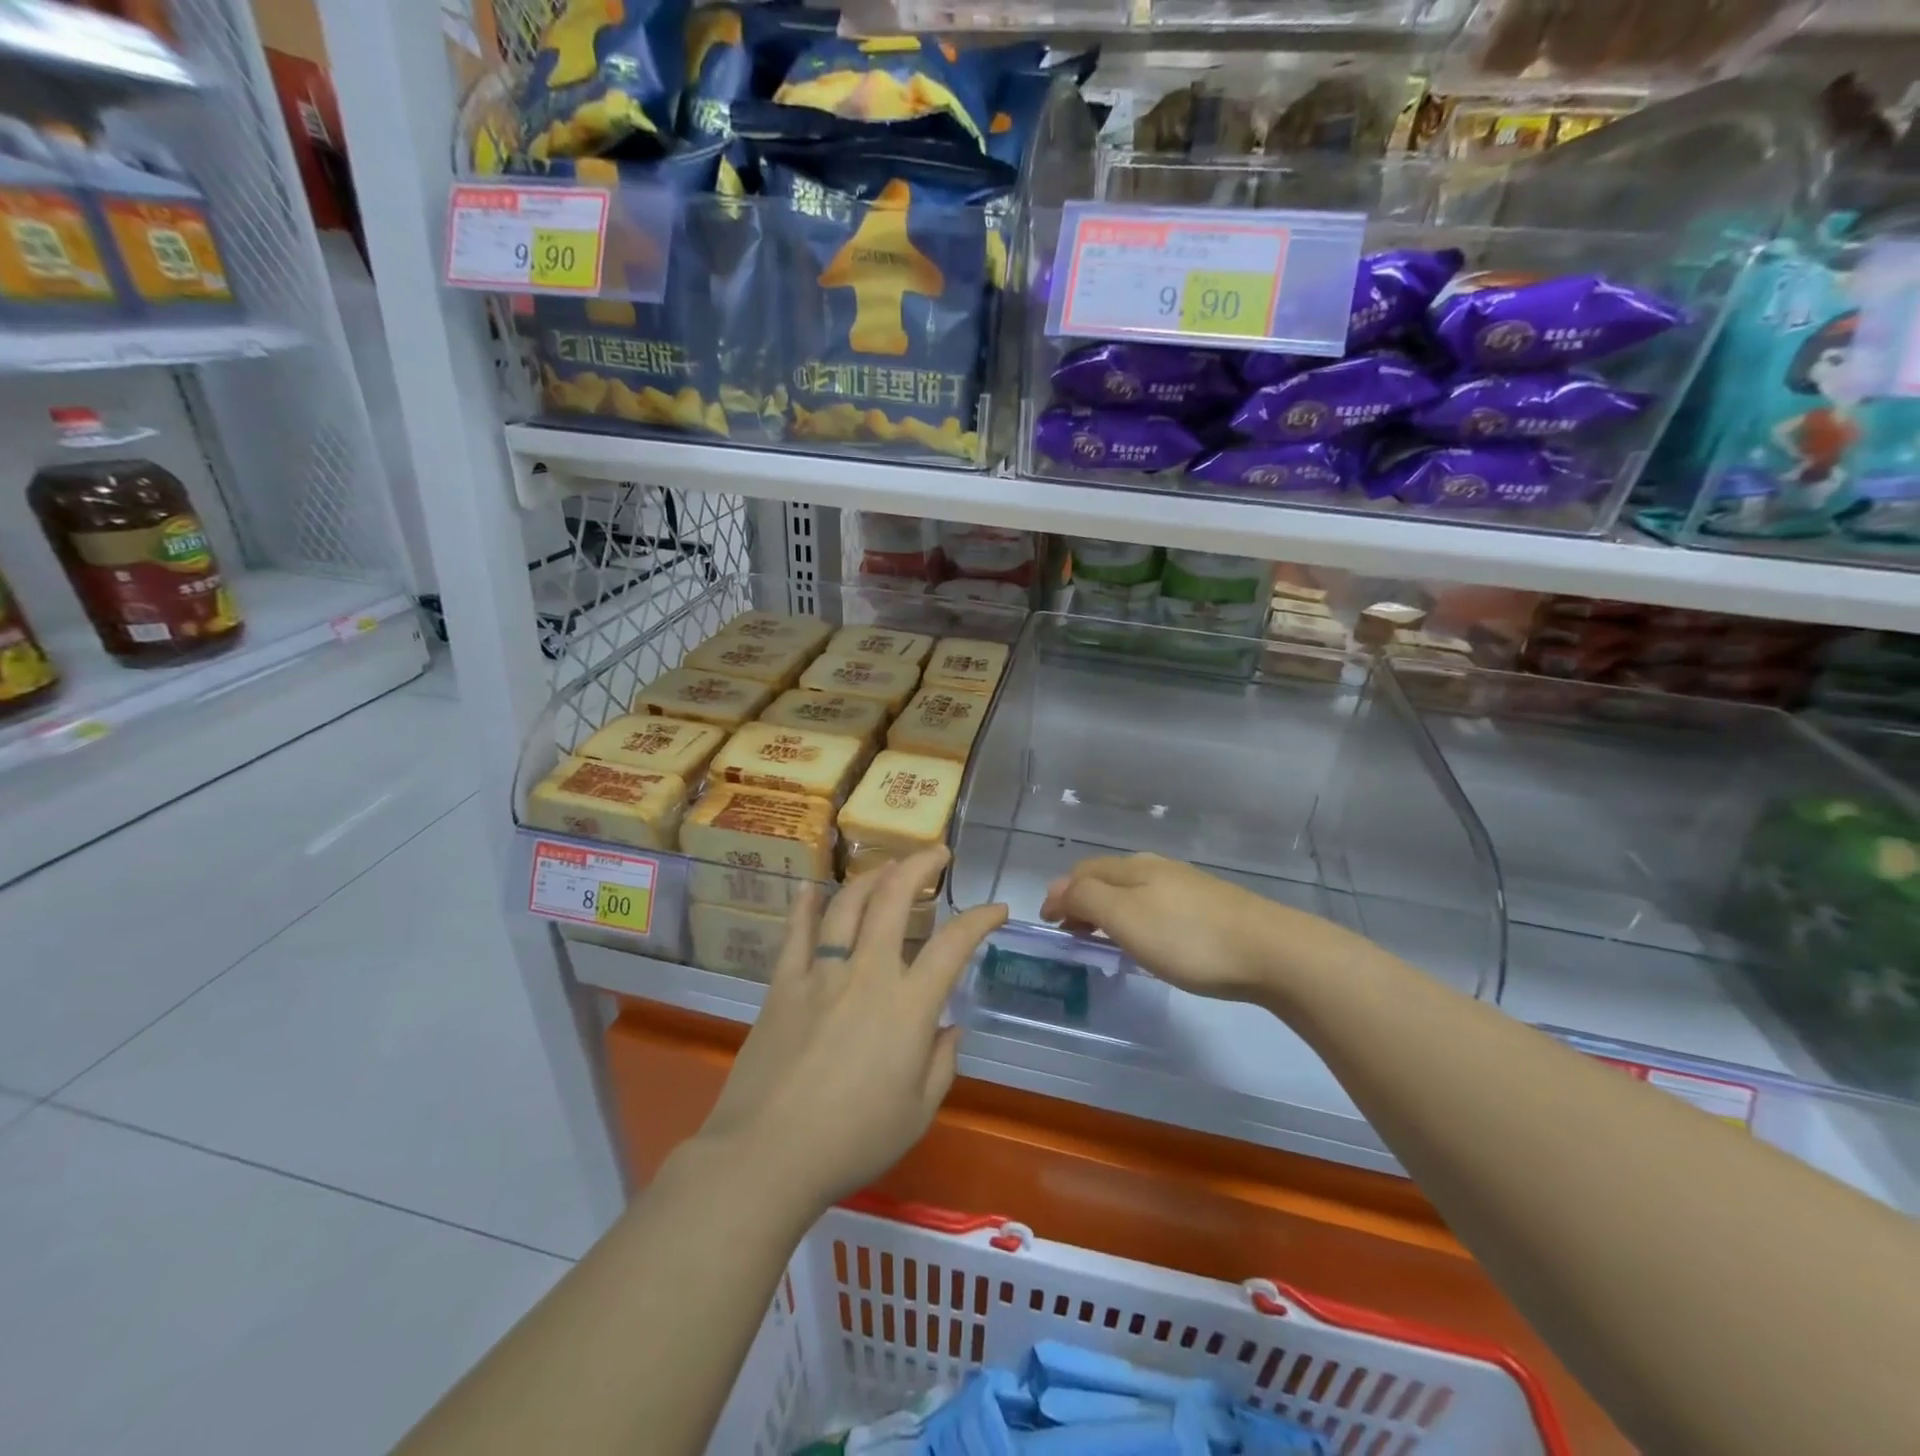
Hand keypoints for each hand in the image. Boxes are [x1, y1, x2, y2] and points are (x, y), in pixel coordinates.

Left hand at [698, 847, 1007, 1214]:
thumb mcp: (917, 1113)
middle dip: (919, 865)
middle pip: (895, 899)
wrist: (768, 1156)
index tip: (996, 909)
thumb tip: (949, 1027)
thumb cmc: (853, 1140)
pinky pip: (796, 934)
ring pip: (847, 904)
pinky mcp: (783, 984)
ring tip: (886, 867)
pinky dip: (806, 906)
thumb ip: (941, 1063)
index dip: (981, 918)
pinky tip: (811, 889)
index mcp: (909, 1005)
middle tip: (936, 852)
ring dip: (871, 877)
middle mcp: (867, 973)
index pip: (954, 944)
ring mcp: (821, 973)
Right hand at [1039, 853, 1304, 1002]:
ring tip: (1102, 939)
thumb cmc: (1187, 937)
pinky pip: (1155, 905)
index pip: (1083, 871)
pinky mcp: (1209, 907)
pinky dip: (1134, 918)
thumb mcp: (1126, 917)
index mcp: (1132, 868)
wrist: (1271, 951)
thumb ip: (1087, 899)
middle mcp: (1156, 868)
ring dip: (1108, 909)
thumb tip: (1059, 890)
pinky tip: (1146, 940)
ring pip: (1132, 891)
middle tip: (1070, 932)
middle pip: (1107, 877)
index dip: (1060, 894)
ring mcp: (1186, 886)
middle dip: (1082, 899)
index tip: (1048, 924)